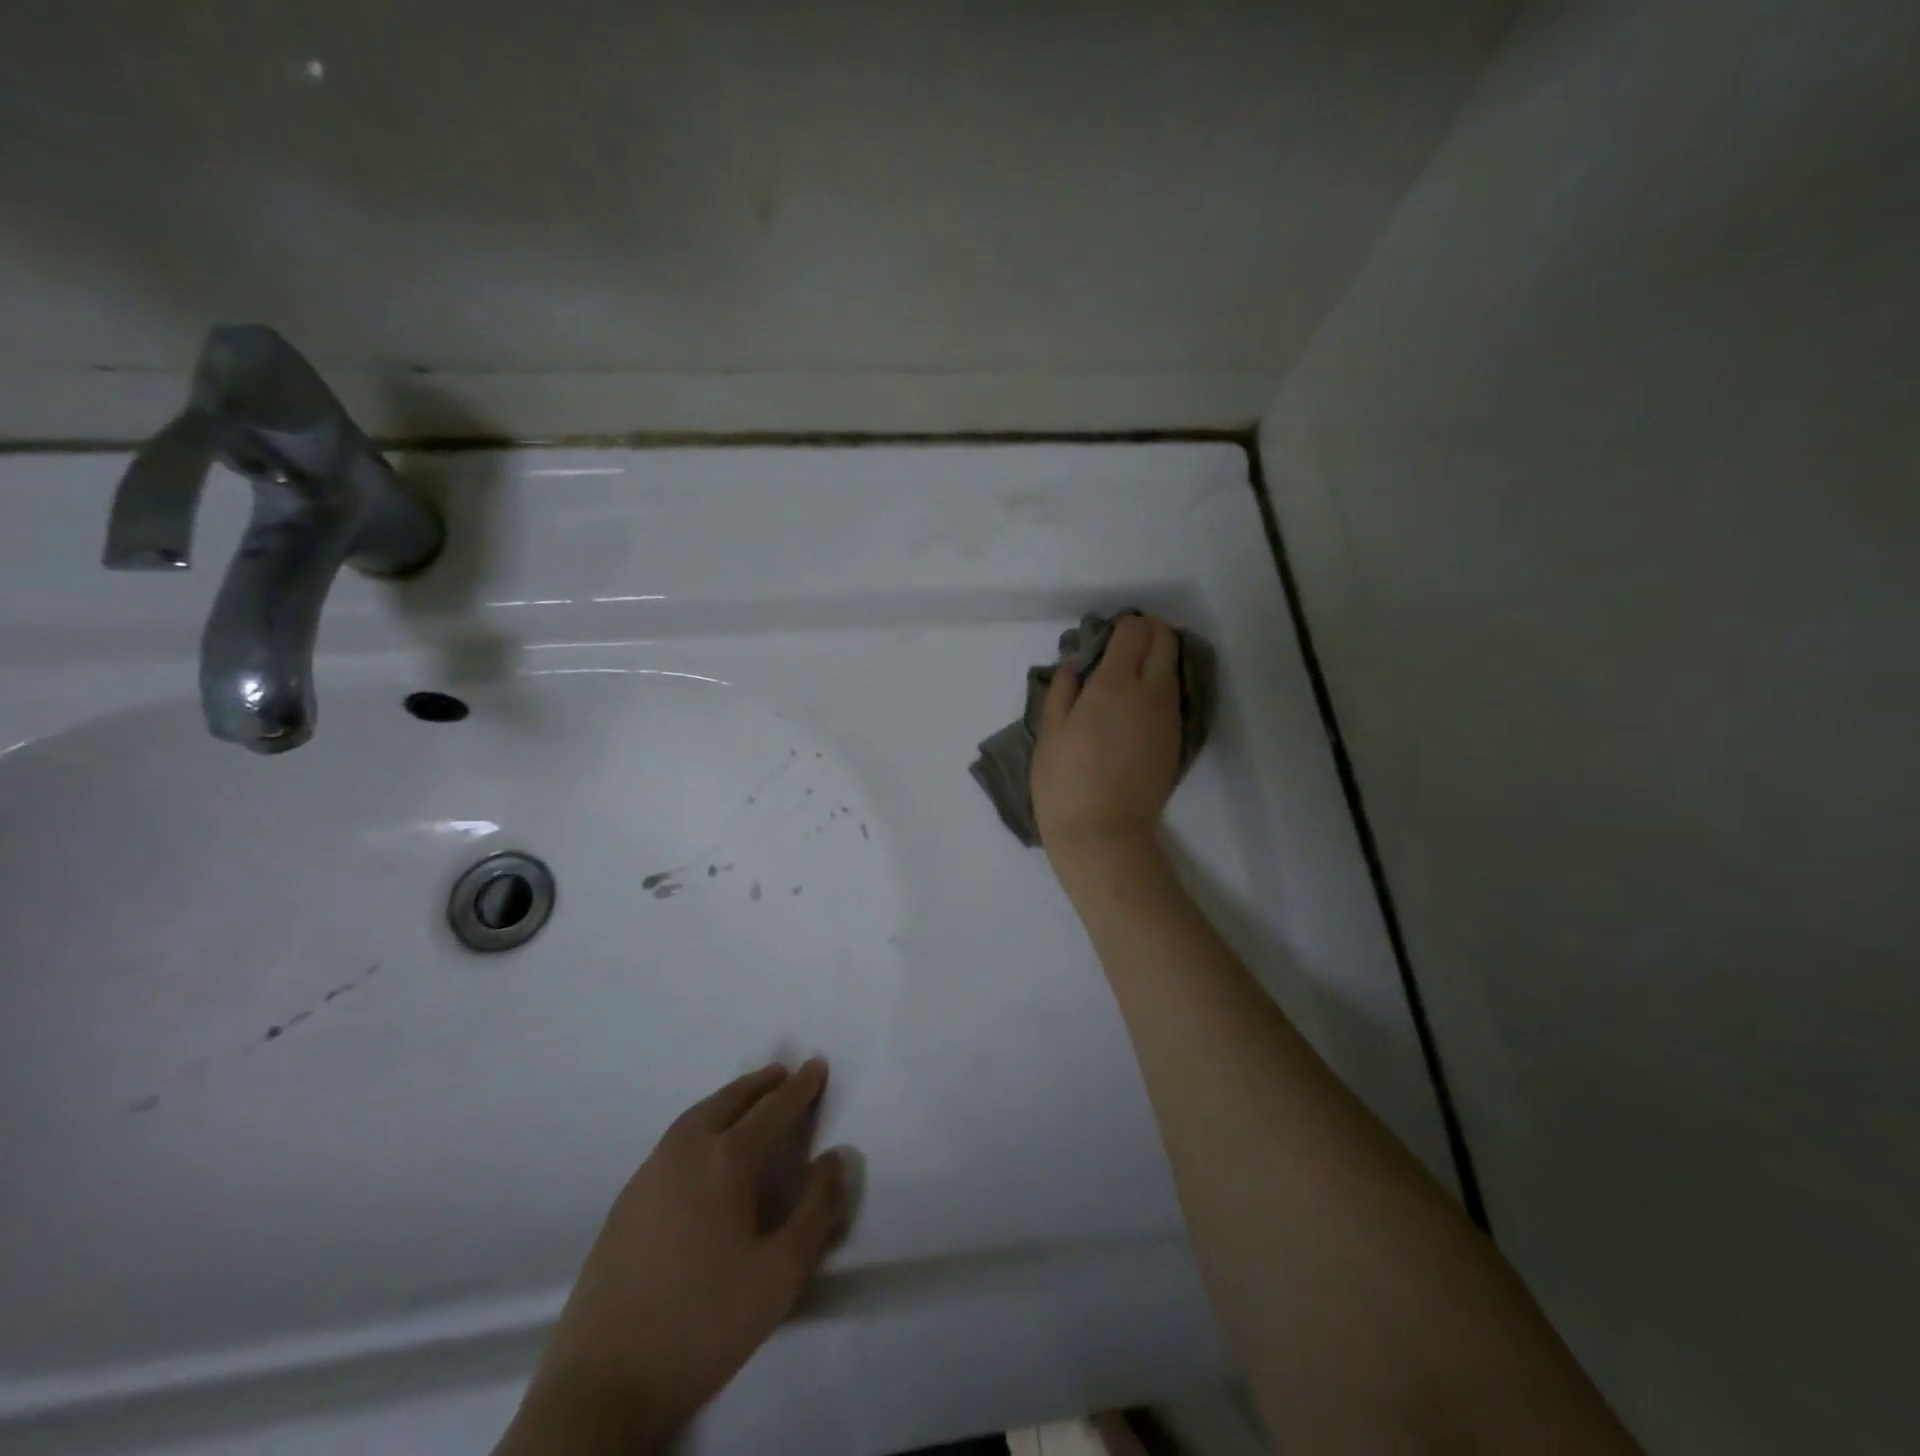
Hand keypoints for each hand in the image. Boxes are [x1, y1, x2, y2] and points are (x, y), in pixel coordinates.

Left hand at [497, 1060, 848, 1454]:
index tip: (817, 1065)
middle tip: (784, 1073)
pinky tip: (705, 1146)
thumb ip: (816, 1209)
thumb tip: (835, 1156)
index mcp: (726, 1160)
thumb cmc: (704, 1323)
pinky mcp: (626, 1200)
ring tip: (749, 1099)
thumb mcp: (781, 1274)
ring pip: (698, 1115)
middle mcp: (686, 1151)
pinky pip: (675, 1138)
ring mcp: (650, 1173)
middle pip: (730, 1100)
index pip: (773, 1109)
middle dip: (761, 1083)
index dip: (800, 1087)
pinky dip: (702, 1121)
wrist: (603, 1384)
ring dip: (729, 1098)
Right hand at [1031, 614, 1182, 878]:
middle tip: (1119, 651)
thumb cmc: (1064, 781)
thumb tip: (1075, 660)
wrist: (1103, 834)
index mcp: (1115, 684)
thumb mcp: (1049, 730)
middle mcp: (1151, 691)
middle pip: (1166, 638)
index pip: (1135, 629)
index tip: (1102, 640)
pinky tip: (1133, 710)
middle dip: (1146, 633)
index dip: (1121, 625)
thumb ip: (1063, 686)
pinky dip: (1159, 687)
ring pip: (1173, 666)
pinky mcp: (1177, 737)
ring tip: (1123, 682)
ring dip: (1154, 661)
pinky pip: (1173, 695)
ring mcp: (1170, 715)